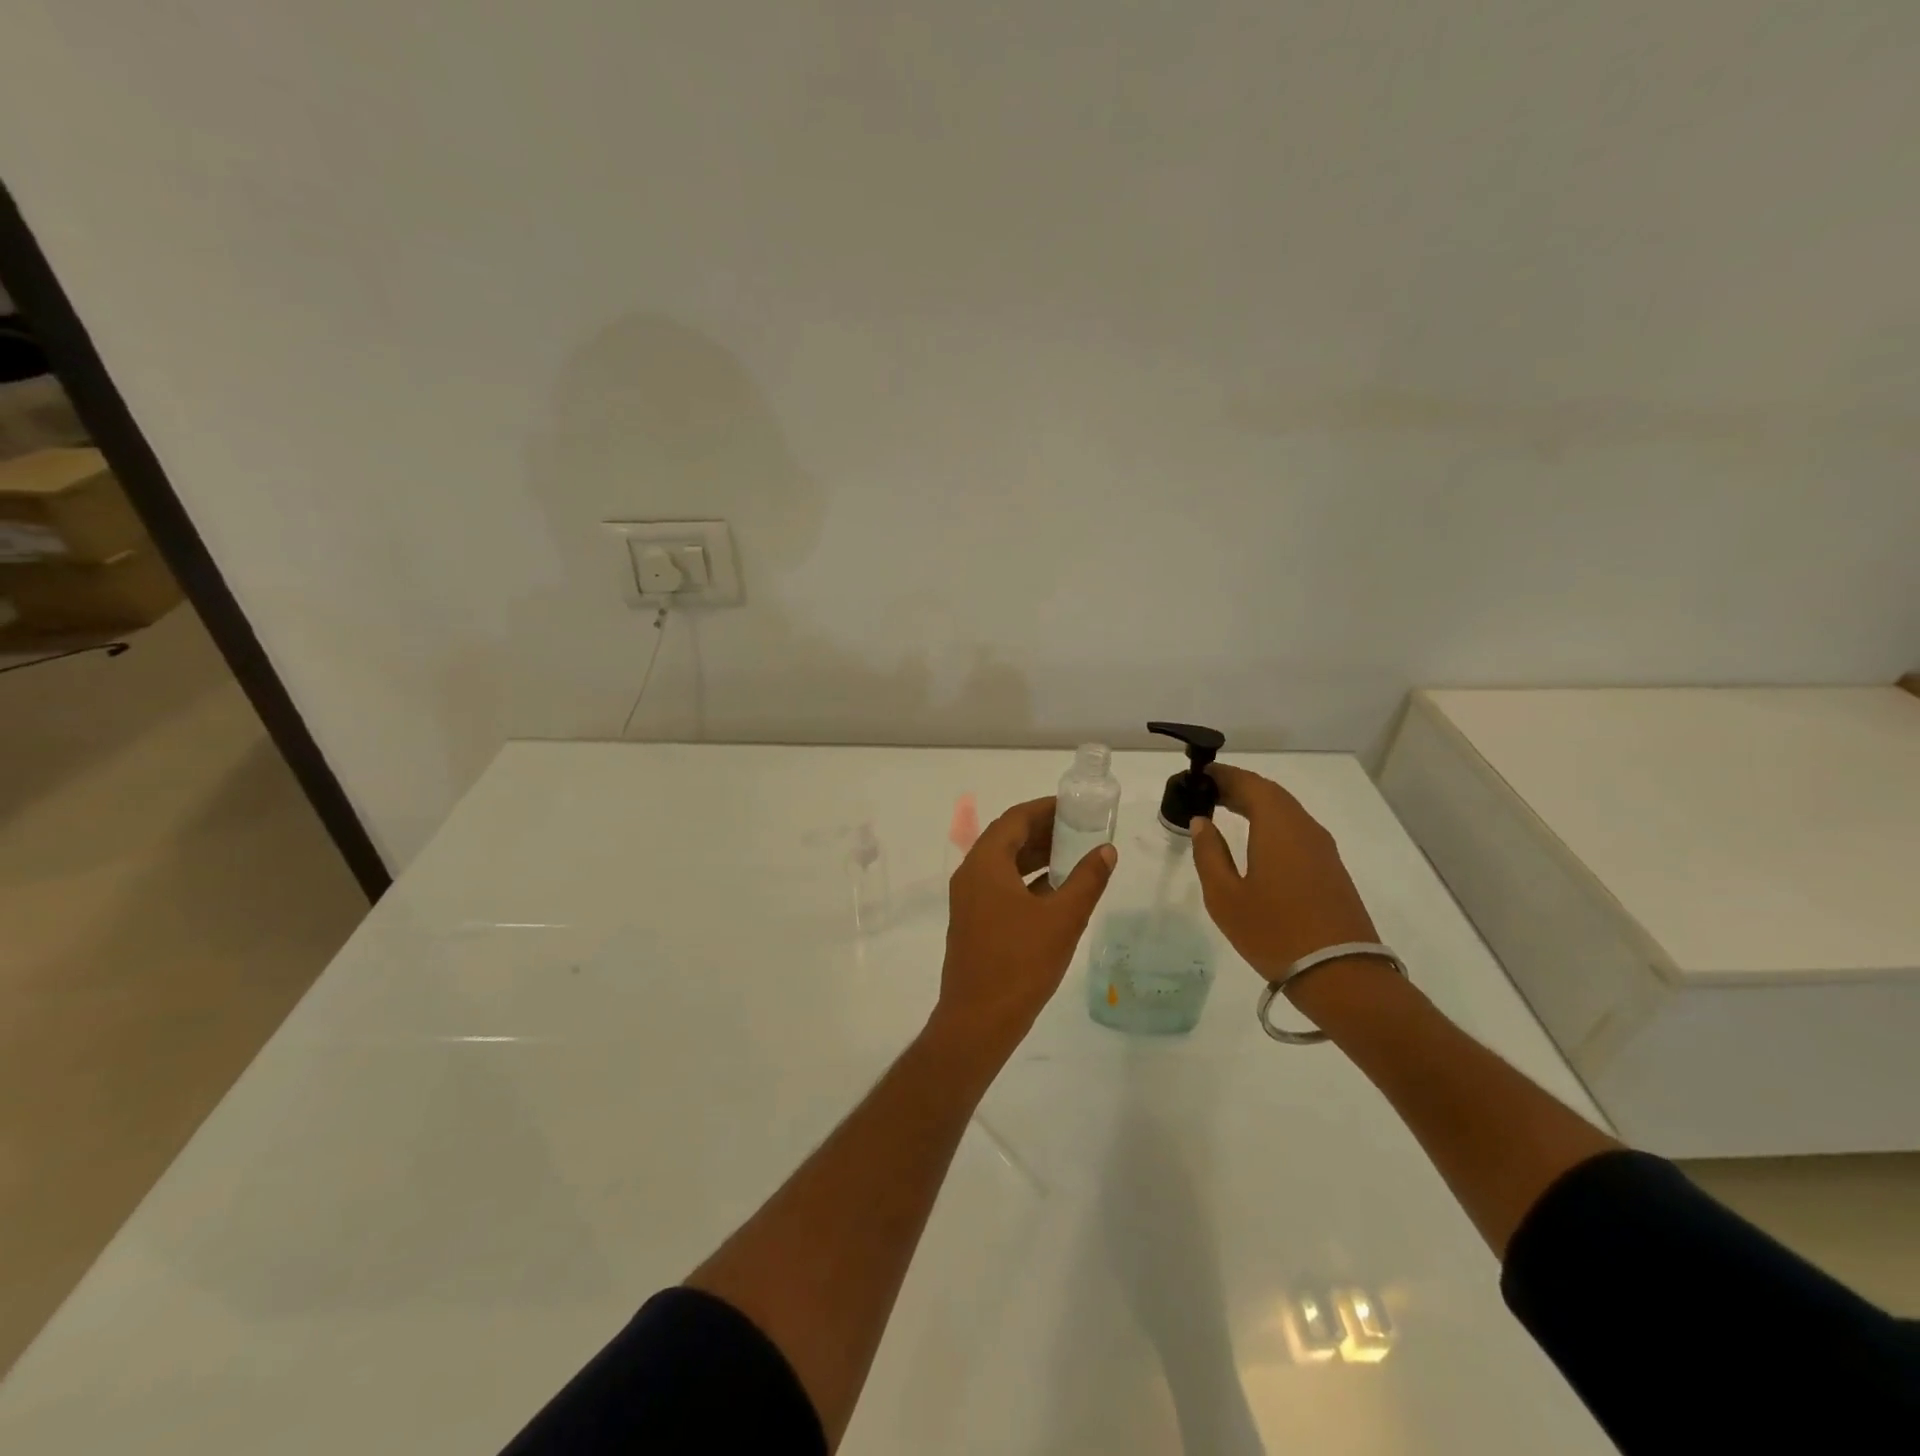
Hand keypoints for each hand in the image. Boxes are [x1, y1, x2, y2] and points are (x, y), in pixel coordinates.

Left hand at [933, 796, 1116, 1057]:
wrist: (978, 1020)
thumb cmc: (1020, 964)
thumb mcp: (1063, 919)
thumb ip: (1087, 880)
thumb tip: (1106, 851)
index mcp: (986, 863)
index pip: (1015, 818)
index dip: (1046, 808)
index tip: (1076, 807)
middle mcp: (971, 874)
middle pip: (1007, 837)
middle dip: (1044, 831)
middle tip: (1081, 829)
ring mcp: (969, 900)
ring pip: (1004, 863)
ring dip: (1036, 856)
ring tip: (1075, 855)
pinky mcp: (973, 921)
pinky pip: (1000, 885)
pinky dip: (1027, 880)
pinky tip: (1056, 890)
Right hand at [1188, 764, 1379, 996]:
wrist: (1340, 976)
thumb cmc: (1273, 932)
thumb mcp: (1225, 896)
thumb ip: (1210, 854)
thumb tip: (1202, 823)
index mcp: (1278, 826)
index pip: (1249, 784)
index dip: (1223, 775)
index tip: (1198, 775)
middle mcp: (1304, 828)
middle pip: (1270, 794)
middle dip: (1237, 787)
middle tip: (1206, 792)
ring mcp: (1323, 849)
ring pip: (1286, 812)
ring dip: (1255, 805)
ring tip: (1225, 811)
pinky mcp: (1331, 870)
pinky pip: (1296, 831)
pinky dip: (1270, 823)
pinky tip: (1255, 840)